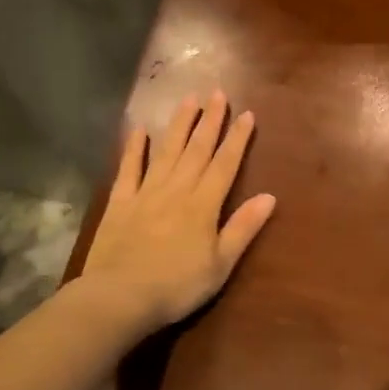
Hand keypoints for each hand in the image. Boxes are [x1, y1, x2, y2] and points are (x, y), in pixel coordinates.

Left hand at [82, 91, 276, 331]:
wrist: (119, 297)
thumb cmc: (177, 286)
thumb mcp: (220, 264)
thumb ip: (243, 228)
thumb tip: (269, 196)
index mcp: (203, 205)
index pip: (225, 164)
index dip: (237, 139)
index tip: (247, 114)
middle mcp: (177, 190)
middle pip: (197, 150)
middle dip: (210, 121)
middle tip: (218, 93)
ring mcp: (146, 193)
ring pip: (167, 151)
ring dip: (179, 125)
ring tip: (188, 99)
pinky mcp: (120, 202)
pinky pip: (128, 169)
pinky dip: (134, 148)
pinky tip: (139, 130)